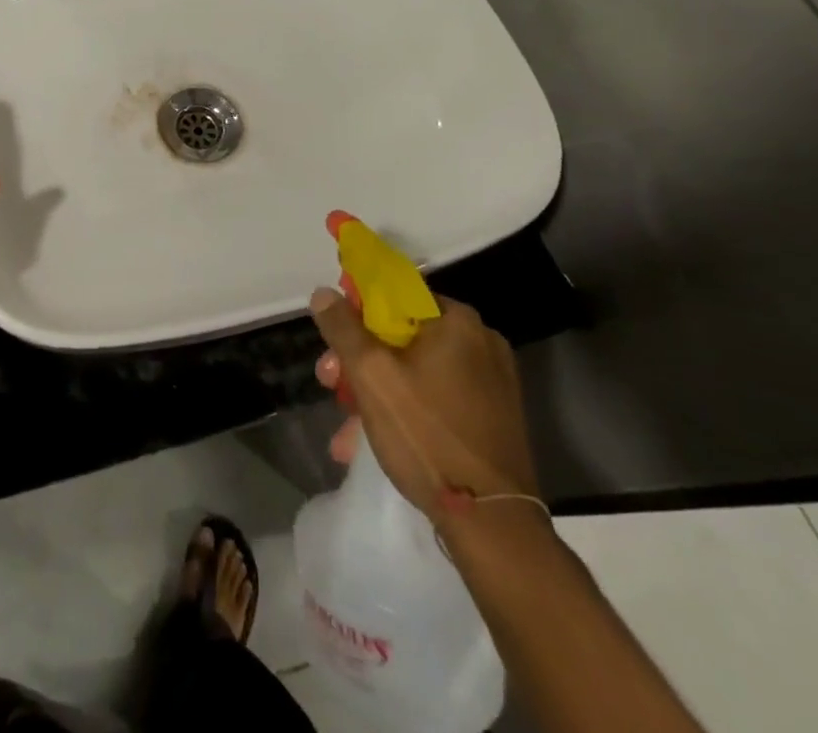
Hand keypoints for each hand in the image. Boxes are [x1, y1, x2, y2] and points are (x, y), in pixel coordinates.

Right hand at [312, 289, 538, 528]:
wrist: (492, 524)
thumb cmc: (426, 435)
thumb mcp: (370, 375)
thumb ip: (342, 327)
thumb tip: (325, 293)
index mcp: (456, 321)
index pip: (395, 293)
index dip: (356, 309)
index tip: (333, 335)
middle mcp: (480, 342)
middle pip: (401, 335)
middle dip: (359, 360)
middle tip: (330, 384)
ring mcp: (491, 382)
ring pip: (415, 370)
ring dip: (375, 392)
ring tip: (346, 430)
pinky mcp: (492, 418)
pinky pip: (435, 397)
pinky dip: (404, 410)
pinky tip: (373, 442)